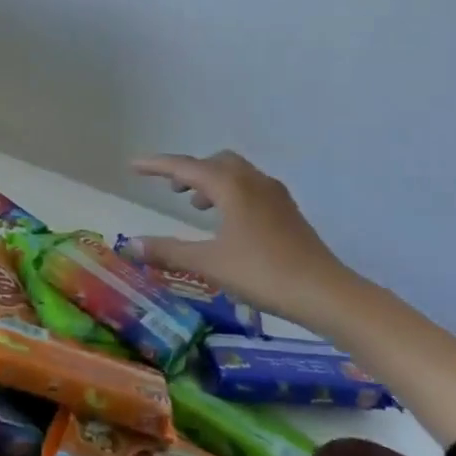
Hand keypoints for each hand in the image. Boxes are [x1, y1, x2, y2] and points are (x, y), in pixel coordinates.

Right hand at [125, 151, 354, 319]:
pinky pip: (251, 188)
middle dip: (189, 171)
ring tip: (196, 207)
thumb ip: (168, 251)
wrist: (324, 292)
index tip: (133, 165)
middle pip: (214, 162)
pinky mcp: (288, 211)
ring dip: (212, 182)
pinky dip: (231, 194)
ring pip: (236, 174)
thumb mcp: (209, 263)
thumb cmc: (263, 273)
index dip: (157, 165)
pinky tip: (229, 223)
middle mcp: (253, 181)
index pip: (185, 167)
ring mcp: (275, 195)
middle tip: (171, 190)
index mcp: (231, 186)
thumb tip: (131, 245)